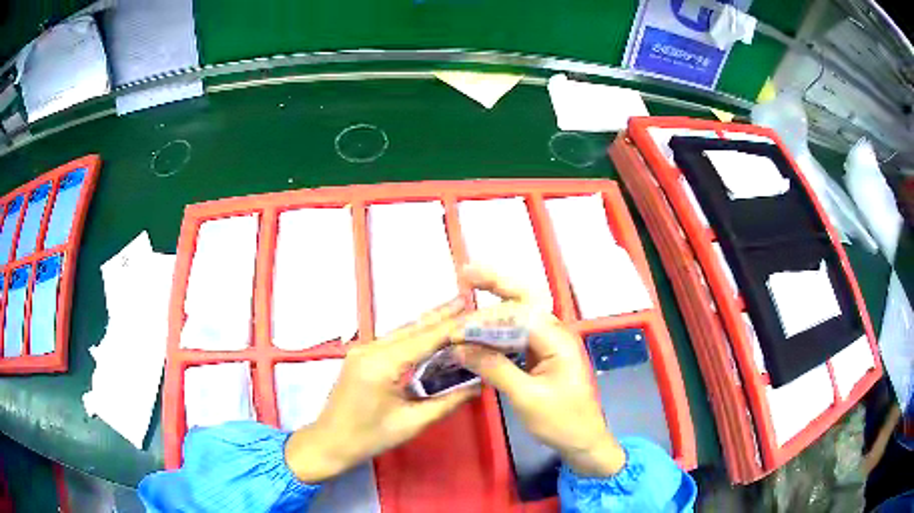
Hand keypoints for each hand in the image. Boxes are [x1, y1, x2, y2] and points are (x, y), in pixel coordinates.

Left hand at [285, 298, 479, 482]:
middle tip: (469, 300)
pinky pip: (392, 340)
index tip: (476, 315)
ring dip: (428, 323)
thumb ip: (447, 402)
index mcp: (381, 365)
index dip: (452, 326)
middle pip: (412, 328)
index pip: (424, 339)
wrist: (330, 442)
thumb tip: (478, 385)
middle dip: (441, 315)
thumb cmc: (370, 437)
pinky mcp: (360, 356)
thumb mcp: (412, 423)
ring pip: (401, 331)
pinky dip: (414, 335)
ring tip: (456, 310)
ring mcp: (362, 350)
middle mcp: (370, 349)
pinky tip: (429, 331)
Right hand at [454, 266, 625, 476]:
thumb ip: (495, 369)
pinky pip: (518, 333)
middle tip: (467, 271)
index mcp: (557, 339)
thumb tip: (460, 349)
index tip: (457, 330)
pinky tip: (480, 327)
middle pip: (526, 299)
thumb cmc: (561, 420)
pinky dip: (497, 327)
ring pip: (521, 313)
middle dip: (498, 282)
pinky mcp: (542, 354)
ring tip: (469, 289)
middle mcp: (554, 333)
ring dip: (496, 303)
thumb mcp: (526, 397)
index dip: (485, 318)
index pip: (518, 315)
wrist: (583, 440)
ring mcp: (549, 342)